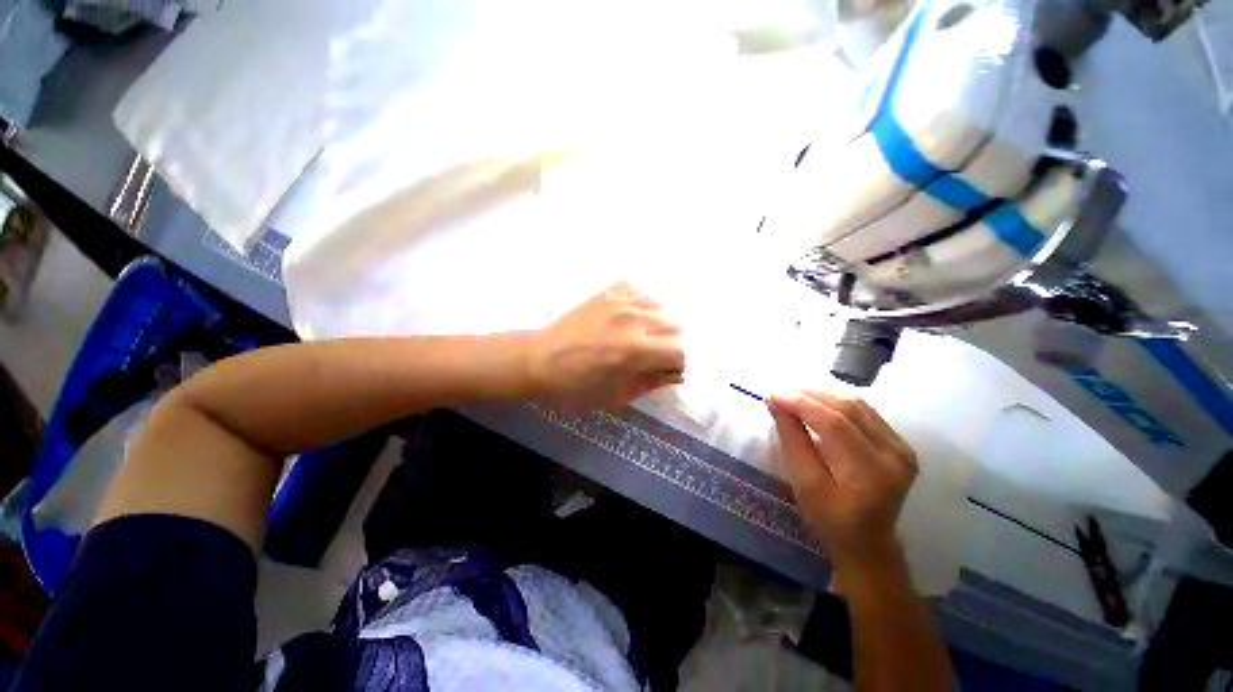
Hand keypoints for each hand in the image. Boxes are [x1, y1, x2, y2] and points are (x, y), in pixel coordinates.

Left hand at [531, 282, 684, 407]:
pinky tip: (632, 316)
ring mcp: (621, 301)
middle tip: (657, 353)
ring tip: (645, 334)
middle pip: (676, 325)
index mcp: (636, 350)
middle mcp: (634, 320)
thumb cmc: (578, 385)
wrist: (541, 359)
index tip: (670, 369)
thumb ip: (652, 382)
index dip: (679, 363)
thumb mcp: (618, 395)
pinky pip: (638, 291)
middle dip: (672, 342)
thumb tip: (676, 374)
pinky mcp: (608, 293)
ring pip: (661, 306)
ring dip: (659, 323)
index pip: (680, 351)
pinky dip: (642, 304)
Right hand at [768, 390, 916, 572]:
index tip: (773, 395)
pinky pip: (865, 412)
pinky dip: (836, 403)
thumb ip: (792, 440)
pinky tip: (816, 405)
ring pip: (858, 404)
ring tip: (794, 396)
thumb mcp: (804, 484)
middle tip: (780, 394)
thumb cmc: (829, 520)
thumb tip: (776, 403)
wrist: (867, 543)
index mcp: (871, 472)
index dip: (801, 403)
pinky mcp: (899, 444)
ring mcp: (901, 447)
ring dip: (822, 395)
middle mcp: (894, 454)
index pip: (835, 422)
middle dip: (810, 394)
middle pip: (849, 407)